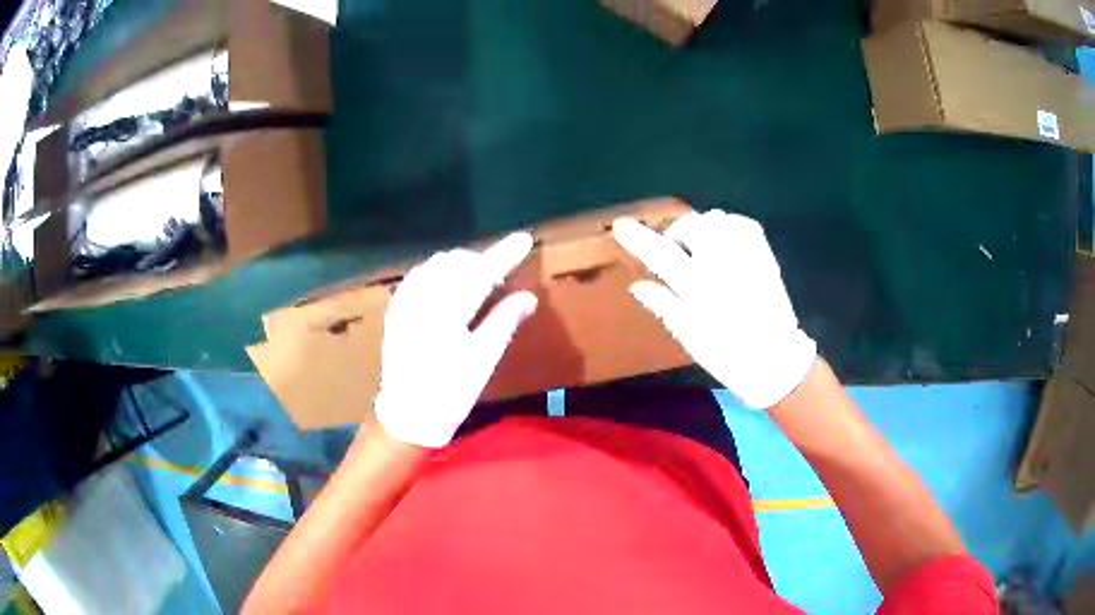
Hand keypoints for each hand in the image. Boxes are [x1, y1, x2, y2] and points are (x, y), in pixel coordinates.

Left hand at [374, 233, 537, 447]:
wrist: (408, 413)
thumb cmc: (450, 391)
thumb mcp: (483, 359)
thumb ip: (504, 321)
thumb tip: (528, 297)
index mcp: (447, 310)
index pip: (481, 271)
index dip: (504, 254)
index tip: (524, 238)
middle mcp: (423, 297)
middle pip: (456, 261)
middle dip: (481, 260)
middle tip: (501, 275)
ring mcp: (405, 301)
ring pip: (435, 264)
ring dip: (460, 264)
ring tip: (477, 278)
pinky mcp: (396, 309)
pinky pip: (418, 275)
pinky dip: (438, 272)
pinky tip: (446, 283)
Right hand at [612, 210, 815, 408]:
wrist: (775, 358)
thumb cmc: (727, 354)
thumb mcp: (688, 335)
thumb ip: (663, 304)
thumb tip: (638, 285)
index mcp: (698, 287)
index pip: (660, 253)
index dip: (638, 237)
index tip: (621, 225)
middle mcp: (721, 263)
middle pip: (689, 226)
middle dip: (676, 235)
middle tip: (675, 254)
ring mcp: (745, 254)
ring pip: (714, 219)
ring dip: (701, 229)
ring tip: (701, 249)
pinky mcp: (763, 253)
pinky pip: (739, 223)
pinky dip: (726, 227)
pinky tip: (724, 243)